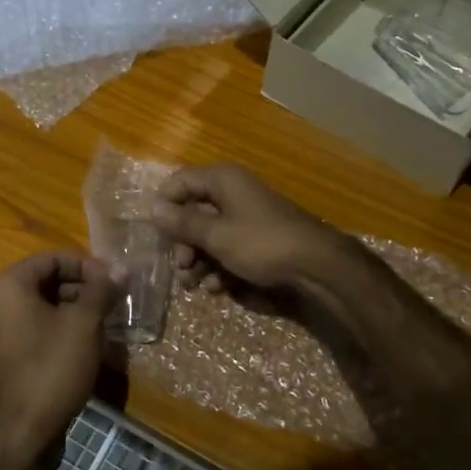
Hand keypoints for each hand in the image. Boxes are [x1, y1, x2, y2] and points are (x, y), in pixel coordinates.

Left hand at [0, 253, 120, 469]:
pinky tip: (92, 344)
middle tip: (115, 300)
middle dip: (85, 288)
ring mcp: (5, 331)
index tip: (114, 280)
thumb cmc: (52, 368)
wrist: (23, 434)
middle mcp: (1, 303)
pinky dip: (66, 330)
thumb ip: (101, 290)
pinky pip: (42, 330)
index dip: (87, 266)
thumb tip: (120, 268)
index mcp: (11, 286)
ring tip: (109, 321)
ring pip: (48, 307)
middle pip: (49, 281)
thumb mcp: (84, 324)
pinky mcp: (13, 356)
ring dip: (79, 310)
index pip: (53, 258)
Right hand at [149, 164, 351, 306]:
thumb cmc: (261, 243)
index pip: (180, 181)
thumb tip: (153, 208)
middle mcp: (234, 192)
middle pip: (194, 211)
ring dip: (199, 259)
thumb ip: (183, 223)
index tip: (157, 233)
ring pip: (211, 234)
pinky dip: (220, 266)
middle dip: (184, 242)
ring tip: (195, 285)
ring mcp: (248, 216)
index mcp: (223, 181)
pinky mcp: (259, 239)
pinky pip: (230, 247)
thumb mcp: (217, 235)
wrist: (317, 265)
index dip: (165, 205)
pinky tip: (219, 288)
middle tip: (181, 267)